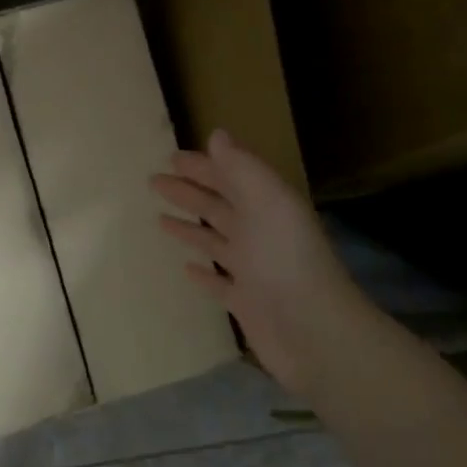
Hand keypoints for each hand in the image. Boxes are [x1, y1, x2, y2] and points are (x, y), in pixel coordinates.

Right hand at [152, 129, 366, 394]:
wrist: (312, 332)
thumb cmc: (285, 260)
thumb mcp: (267, 202)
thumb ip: (242, 168)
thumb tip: (216, 134)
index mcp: (266, 208)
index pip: (230, 178)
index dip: (203, 166)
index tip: (171, 157)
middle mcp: (259, 235)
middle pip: (218, 207)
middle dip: (189, 192)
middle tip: (154, 181)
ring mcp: (251, 270)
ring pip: (215, 242)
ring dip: (190, 229)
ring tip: (160, 218)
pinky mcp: (244, 302)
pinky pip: (217, 282)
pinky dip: (202, 273)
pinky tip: (186, 269)